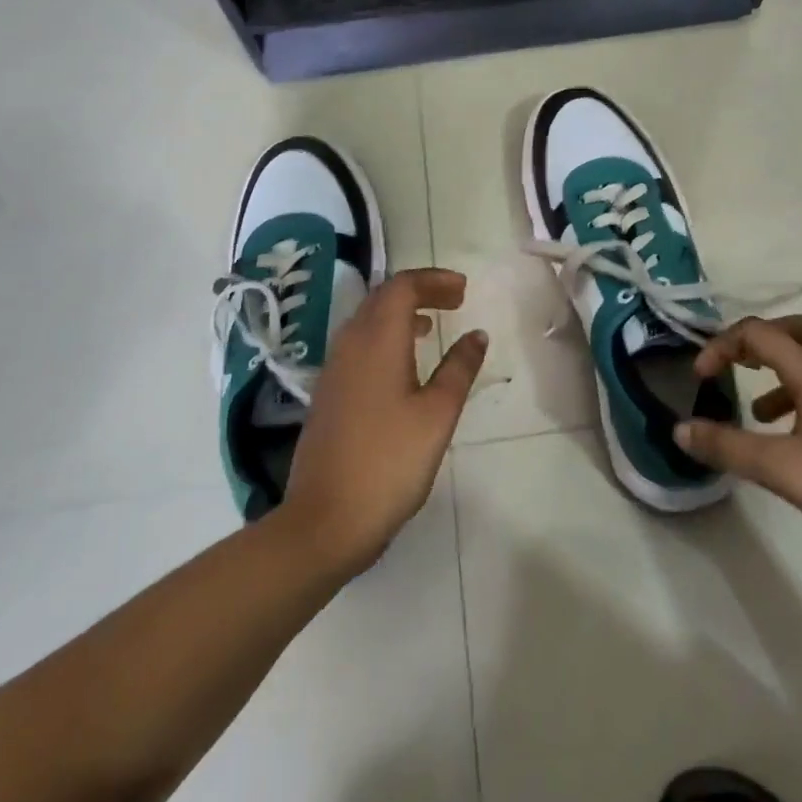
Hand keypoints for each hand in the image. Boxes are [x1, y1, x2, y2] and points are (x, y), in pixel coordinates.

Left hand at [280, 268, 487, 575]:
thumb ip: (459, 369)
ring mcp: (334, 370)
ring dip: (401, 313)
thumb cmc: (389, 462)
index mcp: (377, 340)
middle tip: (455, 300)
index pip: (402, 287)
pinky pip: (359, 344)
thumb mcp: (437, 414)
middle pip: (382, 298)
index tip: (464, 290)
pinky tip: (404, 364)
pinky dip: (386, 336)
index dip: (434, 280)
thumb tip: (476, 335)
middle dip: (420, 291)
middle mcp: (350, 344)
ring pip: (367, 320)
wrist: (324, 521)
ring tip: (433, 325)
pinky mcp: (328, 394)